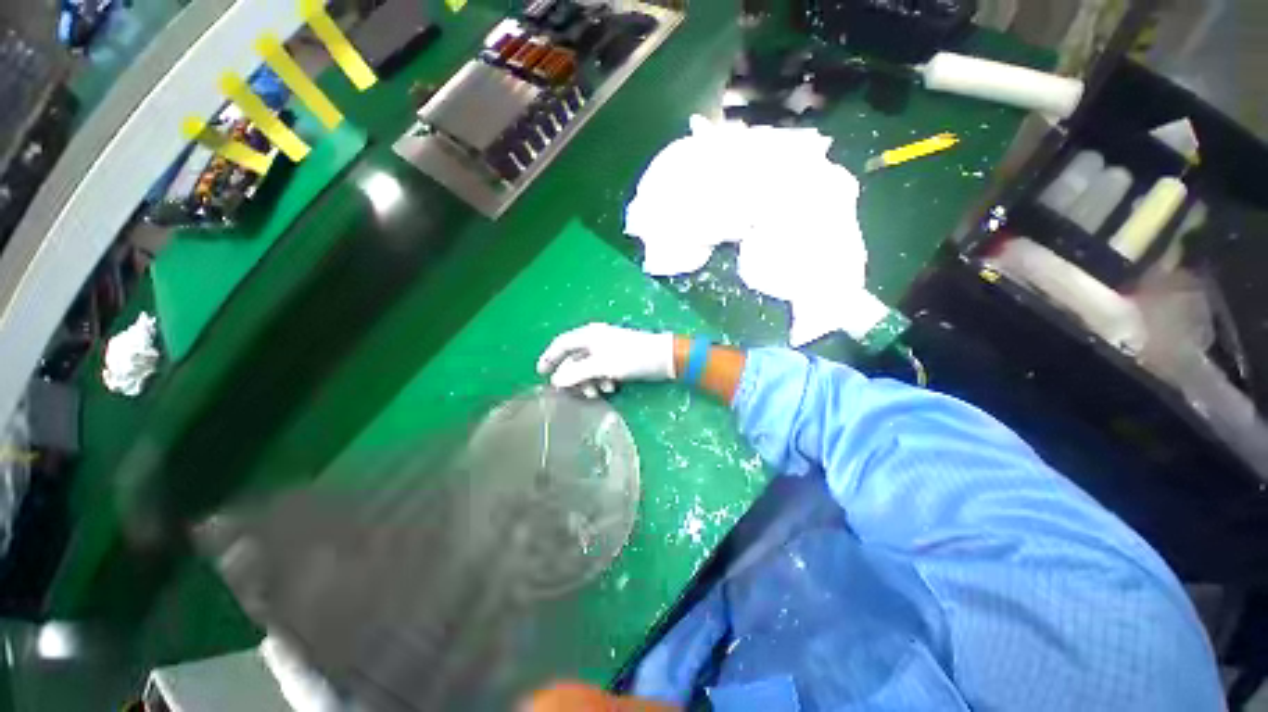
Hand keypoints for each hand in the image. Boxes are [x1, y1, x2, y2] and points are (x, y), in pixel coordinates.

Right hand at [536, 323, 675, 397]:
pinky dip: (602, 379)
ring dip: (589, 381)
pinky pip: (601, 369)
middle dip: (574, 377)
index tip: (540, 373)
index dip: (549, 358)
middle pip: (575, 358)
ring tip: (598, 392)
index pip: (561, 344)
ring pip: (588, 367)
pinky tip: (611, 387)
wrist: (663, 357)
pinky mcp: (618, 357)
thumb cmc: (631, 358)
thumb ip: (576, 373)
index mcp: (588, 335)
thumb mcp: (601, 366)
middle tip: (574, 393)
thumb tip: (555, 381)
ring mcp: (607, 348)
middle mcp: (595, 339)